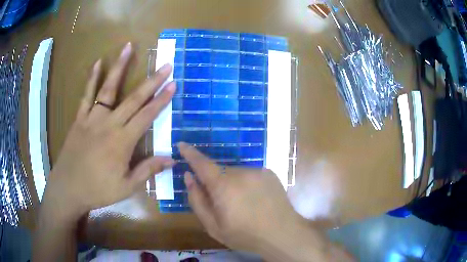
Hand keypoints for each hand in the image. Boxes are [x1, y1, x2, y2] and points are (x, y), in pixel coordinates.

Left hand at [41, 43, 175, 220]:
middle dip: (151, 81)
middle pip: (134, 98)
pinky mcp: (80, 118)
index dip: (161, 100)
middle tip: (165, 65)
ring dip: (119, 67)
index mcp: (122, 142)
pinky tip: (98, 62)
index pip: (147, 116)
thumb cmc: (98, 190)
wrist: (69, 188)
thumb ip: (148, 171)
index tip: (173, 84)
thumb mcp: (126, 187)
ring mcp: (93, 118)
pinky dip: (92, 78)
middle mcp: (109, 124)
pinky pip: (87, 94)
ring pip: (109, 88)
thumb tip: (172, 160)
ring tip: (128, 47)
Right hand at [178, 142, 303, 254]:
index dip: (189, 153)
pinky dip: (247, 184)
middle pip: (220, 172)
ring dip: (233, 185)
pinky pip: (250, 175)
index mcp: (223, 186)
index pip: (201, 163)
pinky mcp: (269, 173)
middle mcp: (240, 172)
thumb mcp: (213, 226)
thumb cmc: (244, 235)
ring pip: (236, 174)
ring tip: (244, 206)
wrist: (282, 234)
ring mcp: (257, 171)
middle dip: (216, 184)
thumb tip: (189, 177)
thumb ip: (197, 200)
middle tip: (225, 206)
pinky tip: (256, 200)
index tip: (181, 144)